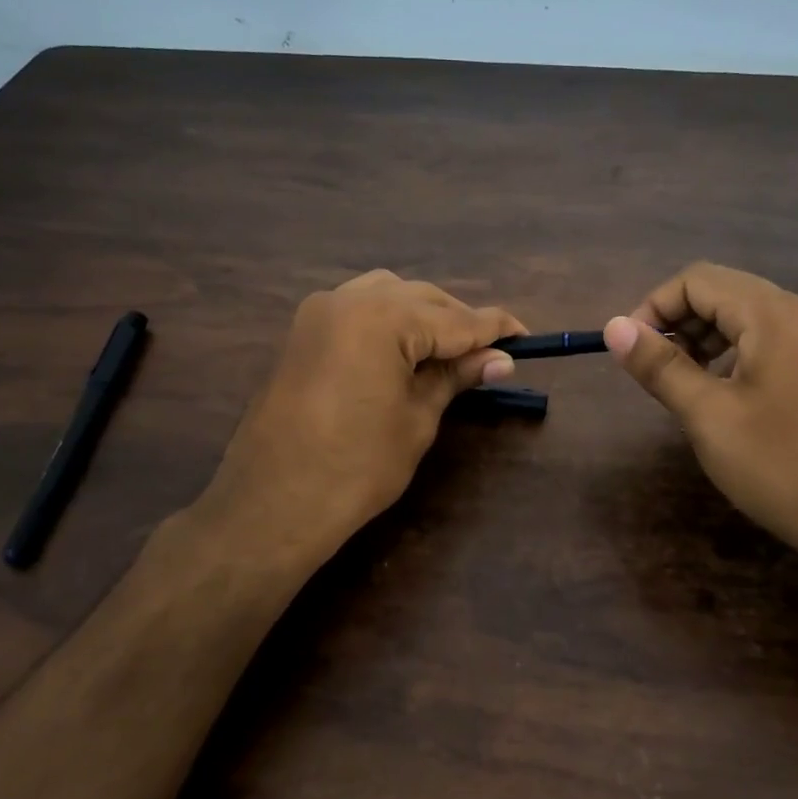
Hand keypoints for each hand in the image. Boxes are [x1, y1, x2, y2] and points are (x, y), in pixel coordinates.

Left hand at [202, 270, 525, 561]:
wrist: (272, 503)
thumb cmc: (356, 466)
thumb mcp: (418, 418)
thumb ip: (455, 376)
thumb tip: (501, 358)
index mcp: (383, 317)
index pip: (455, 317)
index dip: (494, 328)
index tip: (525, 337)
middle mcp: (349, 299)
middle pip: (422, 298)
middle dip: (458, 321)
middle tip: (491, 354)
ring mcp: (320, 312)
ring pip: (389, 295)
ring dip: (424, 316)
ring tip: (449, 351)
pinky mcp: (304, 332)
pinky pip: (359, 309)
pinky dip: (389, 321)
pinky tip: (405, 350)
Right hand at [604, 262, 797, 578]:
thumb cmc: (780, 465)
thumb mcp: (707, 415)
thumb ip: (659, 365)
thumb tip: (614, 327)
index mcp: (772, 315)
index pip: (697, 280)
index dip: (654, 307)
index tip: (631, 351)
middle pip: (723, 291)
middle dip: (678, 321)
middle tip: (653, 368)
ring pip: (745, 316)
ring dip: (703, 337)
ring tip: (682, 382)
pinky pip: (768, 339)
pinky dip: (733, 352)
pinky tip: (722, 392)